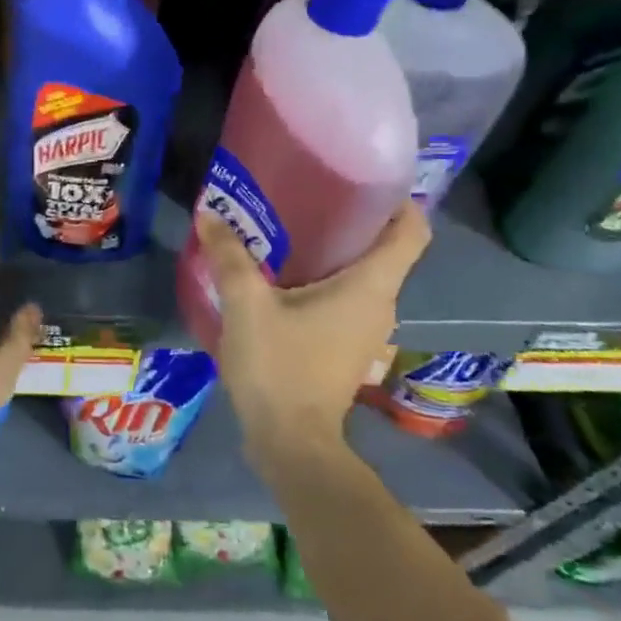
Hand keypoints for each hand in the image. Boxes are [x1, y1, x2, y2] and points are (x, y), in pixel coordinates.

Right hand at [195, 202, 430, 465]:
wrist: (290, 442)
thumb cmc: (279, 366)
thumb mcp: (246, 304)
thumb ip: (229, 256)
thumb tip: (209, 213)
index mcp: (371, 286)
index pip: (411, 231)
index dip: (398, 199)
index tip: (364, 178)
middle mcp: (380, 304)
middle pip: (383, 249)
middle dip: (350, 218)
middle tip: (305, 194)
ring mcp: (365, 330)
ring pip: (360, 275)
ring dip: (331, 251)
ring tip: (286, 228)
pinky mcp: (345, 347)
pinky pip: (343, 298)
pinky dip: (321, 279)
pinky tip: (280, 276)